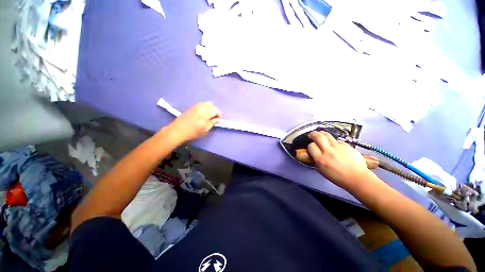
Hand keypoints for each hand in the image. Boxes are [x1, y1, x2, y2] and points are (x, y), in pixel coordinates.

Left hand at [168, 102, 220, 141]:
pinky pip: (201, 104)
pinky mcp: (191, 107)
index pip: (216, 110)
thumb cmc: (193, 132)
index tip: (218, 120)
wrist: (178, 130)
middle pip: (211, 105)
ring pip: (206, 103)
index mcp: (206, 113)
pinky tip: (202, 114)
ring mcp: (195, 106)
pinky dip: (204, 107)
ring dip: (209, 108)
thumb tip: (218, 119)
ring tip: (208, 116)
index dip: (218, 115)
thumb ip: (213, 123)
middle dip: (214, 111)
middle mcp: (201, 107)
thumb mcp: (205, 129)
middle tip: (213, 118)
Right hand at [307, 131, 371, 189]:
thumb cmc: (339, 177)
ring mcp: (339, 148)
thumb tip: (313, 153)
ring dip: (322, 133)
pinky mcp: (347, 146)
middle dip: (313, 134)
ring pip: (327, 135)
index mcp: (321, 160)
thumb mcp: (322, 170)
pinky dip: (334, 141)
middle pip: (318, 137)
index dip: (310, 145)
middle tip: (311, 135)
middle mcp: (329, 152)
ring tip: (320, 134)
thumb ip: (316, 160)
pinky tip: (334, 145)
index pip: (311, 146)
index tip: (311, 146)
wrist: (357, 178)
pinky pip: (338, 140)